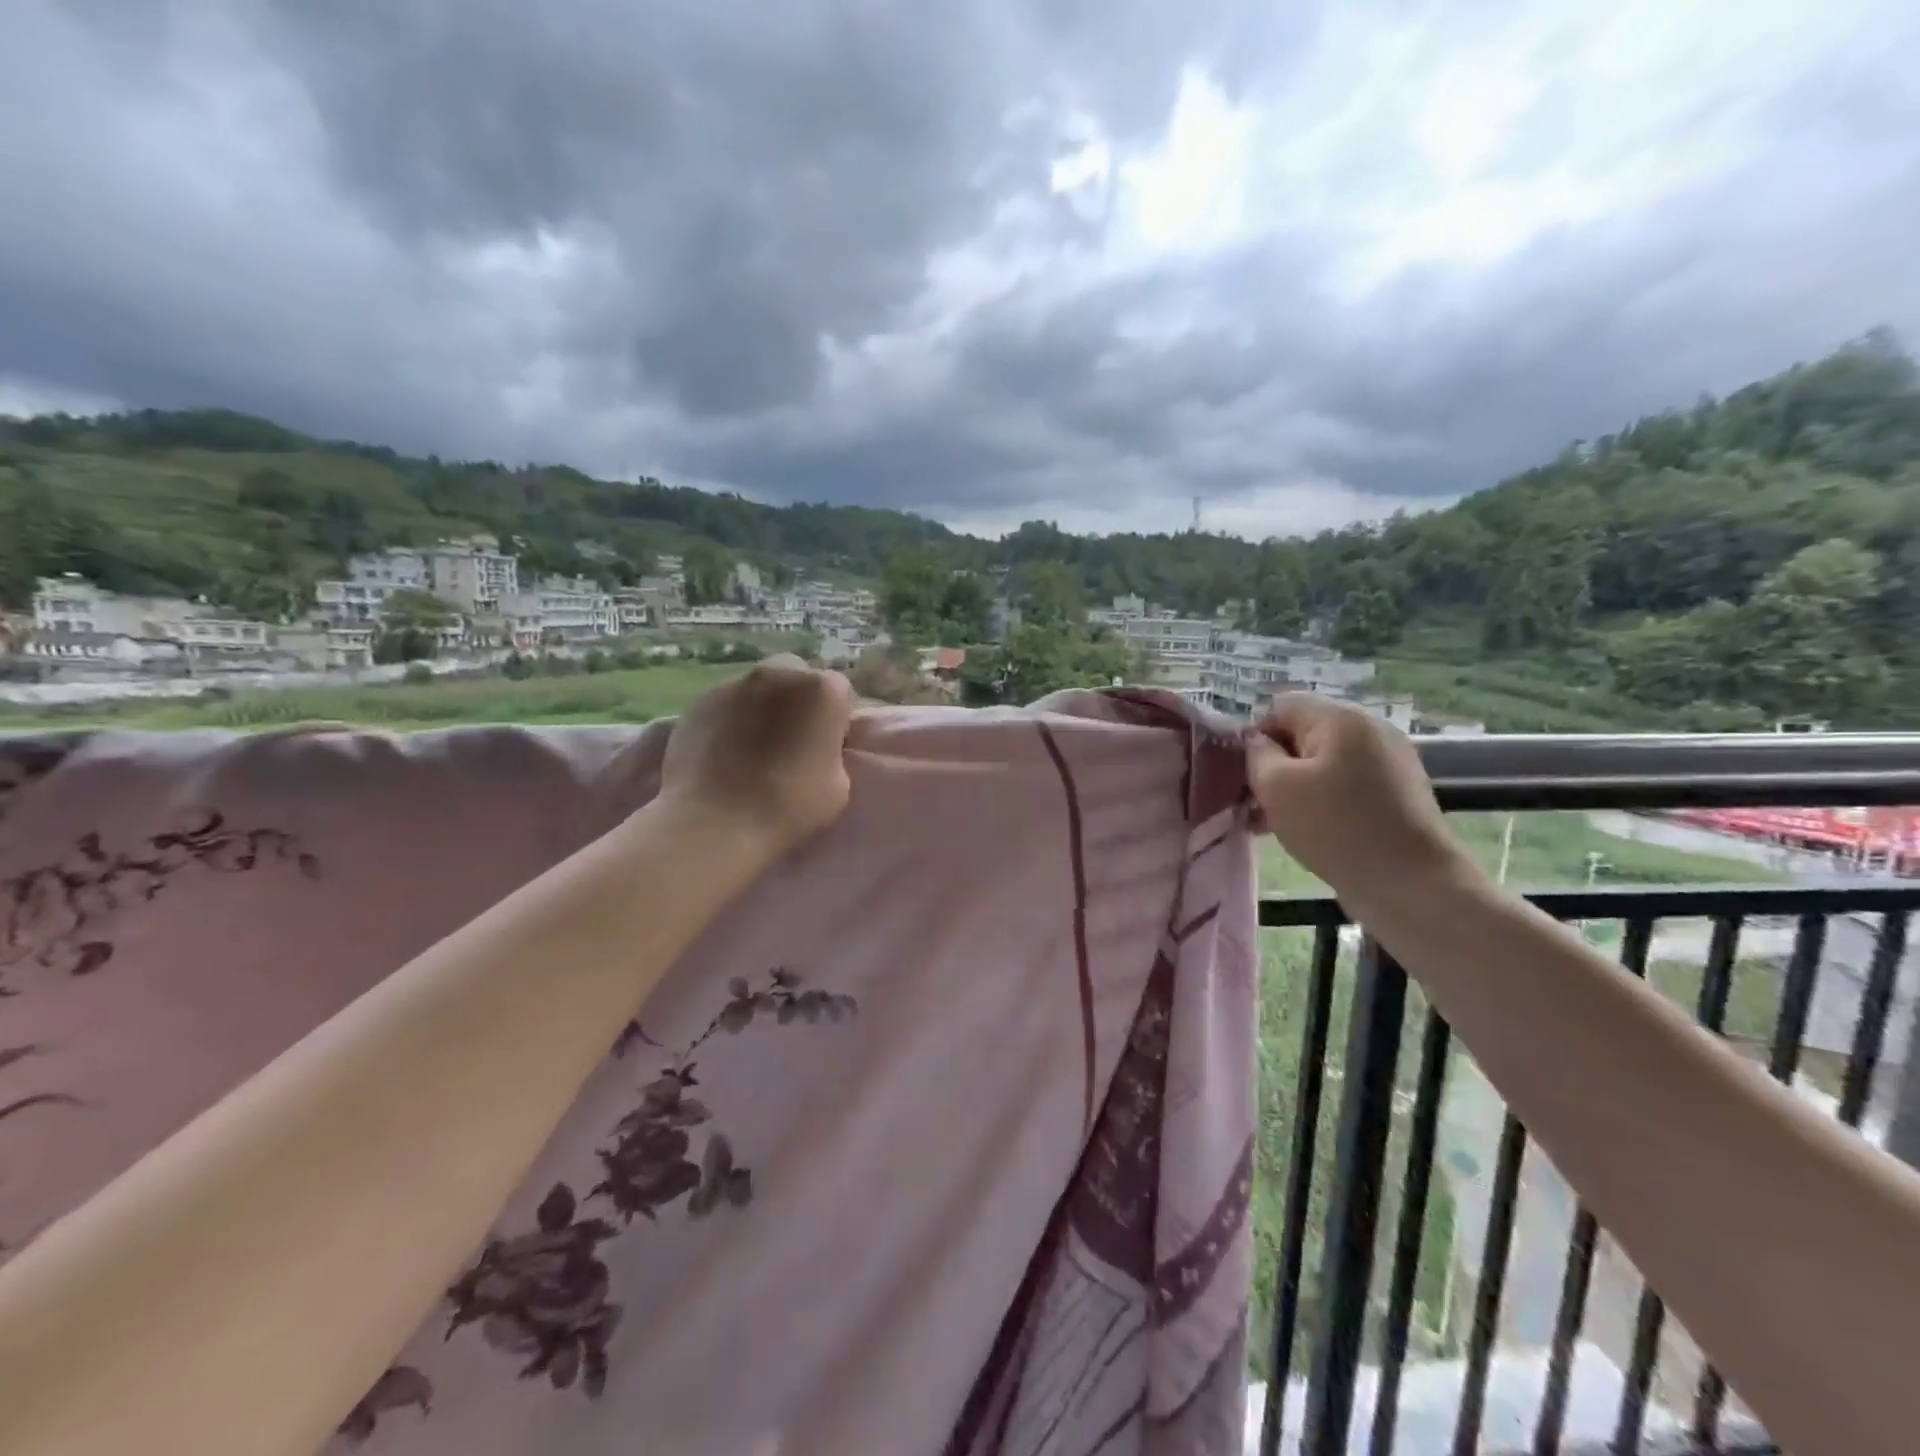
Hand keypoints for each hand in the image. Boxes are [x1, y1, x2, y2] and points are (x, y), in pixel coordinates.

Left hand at [659, 655, 855, 852]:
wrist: (715, 824)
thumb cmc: (788, 806)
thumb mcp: (839, 784)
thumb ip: (833, 751)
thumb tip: (818, 746)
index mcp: (821, 690)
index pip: (840, 691)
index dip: (836, 718)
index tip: (829, 745)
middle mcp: (779, 674)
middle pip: (797, 676)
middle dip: (799, 699)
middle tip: (793, 738)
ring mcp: (734, 683)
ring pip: (759, 687)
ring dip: (764, 706)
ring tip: (754, 746)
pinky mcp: (699, 701)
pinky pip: (727, 703)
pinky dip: (732, 719)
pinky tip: (726, 752)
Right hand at [1247, 694, 1468, 895]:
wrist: (1412, 884)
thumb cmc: (1335, 828)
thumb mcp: (1276, 786)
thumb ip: (1257, 754)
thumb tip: (1260, 743)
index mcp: (1341, 718)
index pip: (1280, 707)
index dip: (1256, 737)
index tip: (1247, 776)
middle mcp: (1370, 729)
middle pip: (1304, 733)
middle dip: (1275, 765)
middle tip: (1256, 804)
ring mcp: (1389, 761)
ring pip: (1324, 762)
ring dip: (1296, 786)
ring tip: (1276, 823)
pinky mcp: (1398, 793)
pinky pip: (1346, 784)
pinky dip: (1323, 800)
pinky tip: (1310, 830)